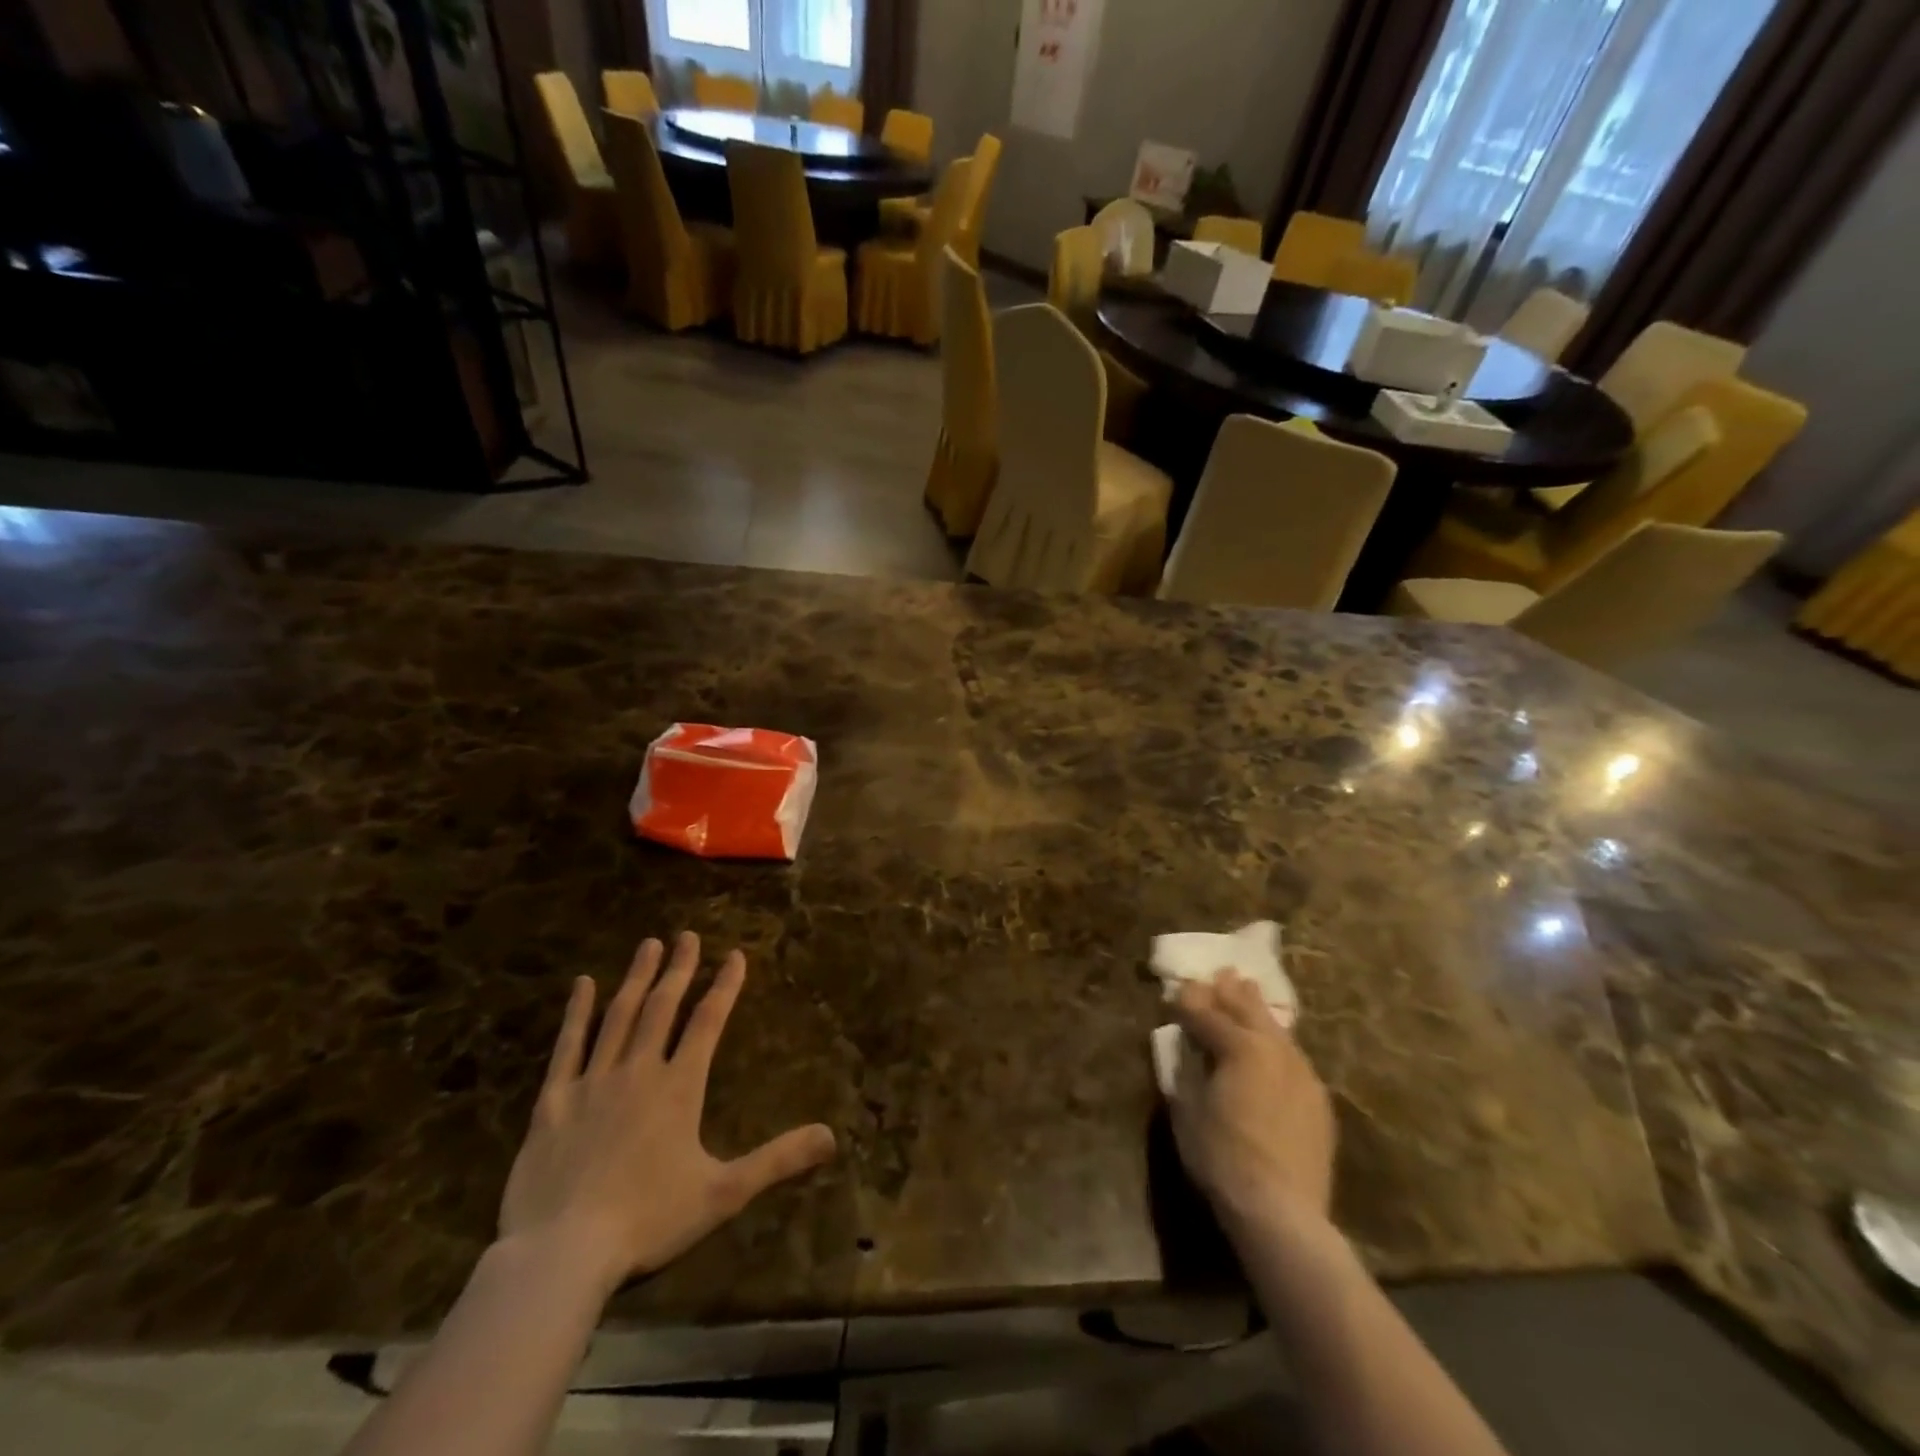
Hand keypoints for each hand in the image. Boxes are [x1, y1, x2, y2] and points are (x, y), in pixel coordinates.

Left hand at [499, 932, 837, 1293]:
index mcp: (679, 1087)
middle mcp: (638, 1071)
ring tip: (649, 944)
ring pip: (619, 1016)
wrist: (560, 1255)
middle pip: (663, 1007)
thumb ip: (778, 1160)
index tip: (735, 955)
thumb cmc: (648, 1222)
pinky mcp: (553, 1102)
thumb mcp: (724, 1194)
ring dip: (636, 978)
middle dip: (679, 969)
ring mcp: (592, 1082)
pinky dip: (577, 1012)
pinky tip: (583, 984)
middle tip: (688, 935)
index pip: (708, 1022)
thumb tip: (832, 1137)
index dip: (725, 986)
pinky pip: (568, 1046)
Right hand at [1170, 970, 1335, 1235]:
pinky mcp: (1318, 1099)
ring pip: (1276, 1029)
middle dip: (1230, 992)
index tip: (1176, 991)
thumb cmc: (1221, 1157)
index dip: (1188, 1002)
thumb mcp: (1188, 1109)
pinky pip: (1293, 1056)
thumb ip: (1188, 1067)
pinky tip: (1273, 1045)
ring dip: (1258, 1010)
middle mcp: (1275, 1049)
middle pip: (1249, 1010)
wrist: (1282, 1211)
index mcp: (1240, 1047)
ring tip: (1248, 992)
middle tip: (1221, 973)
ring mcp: (1302, 1073)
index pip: (1207, 1014)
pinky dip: (1277, 1042)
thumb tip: (1187, 1044)